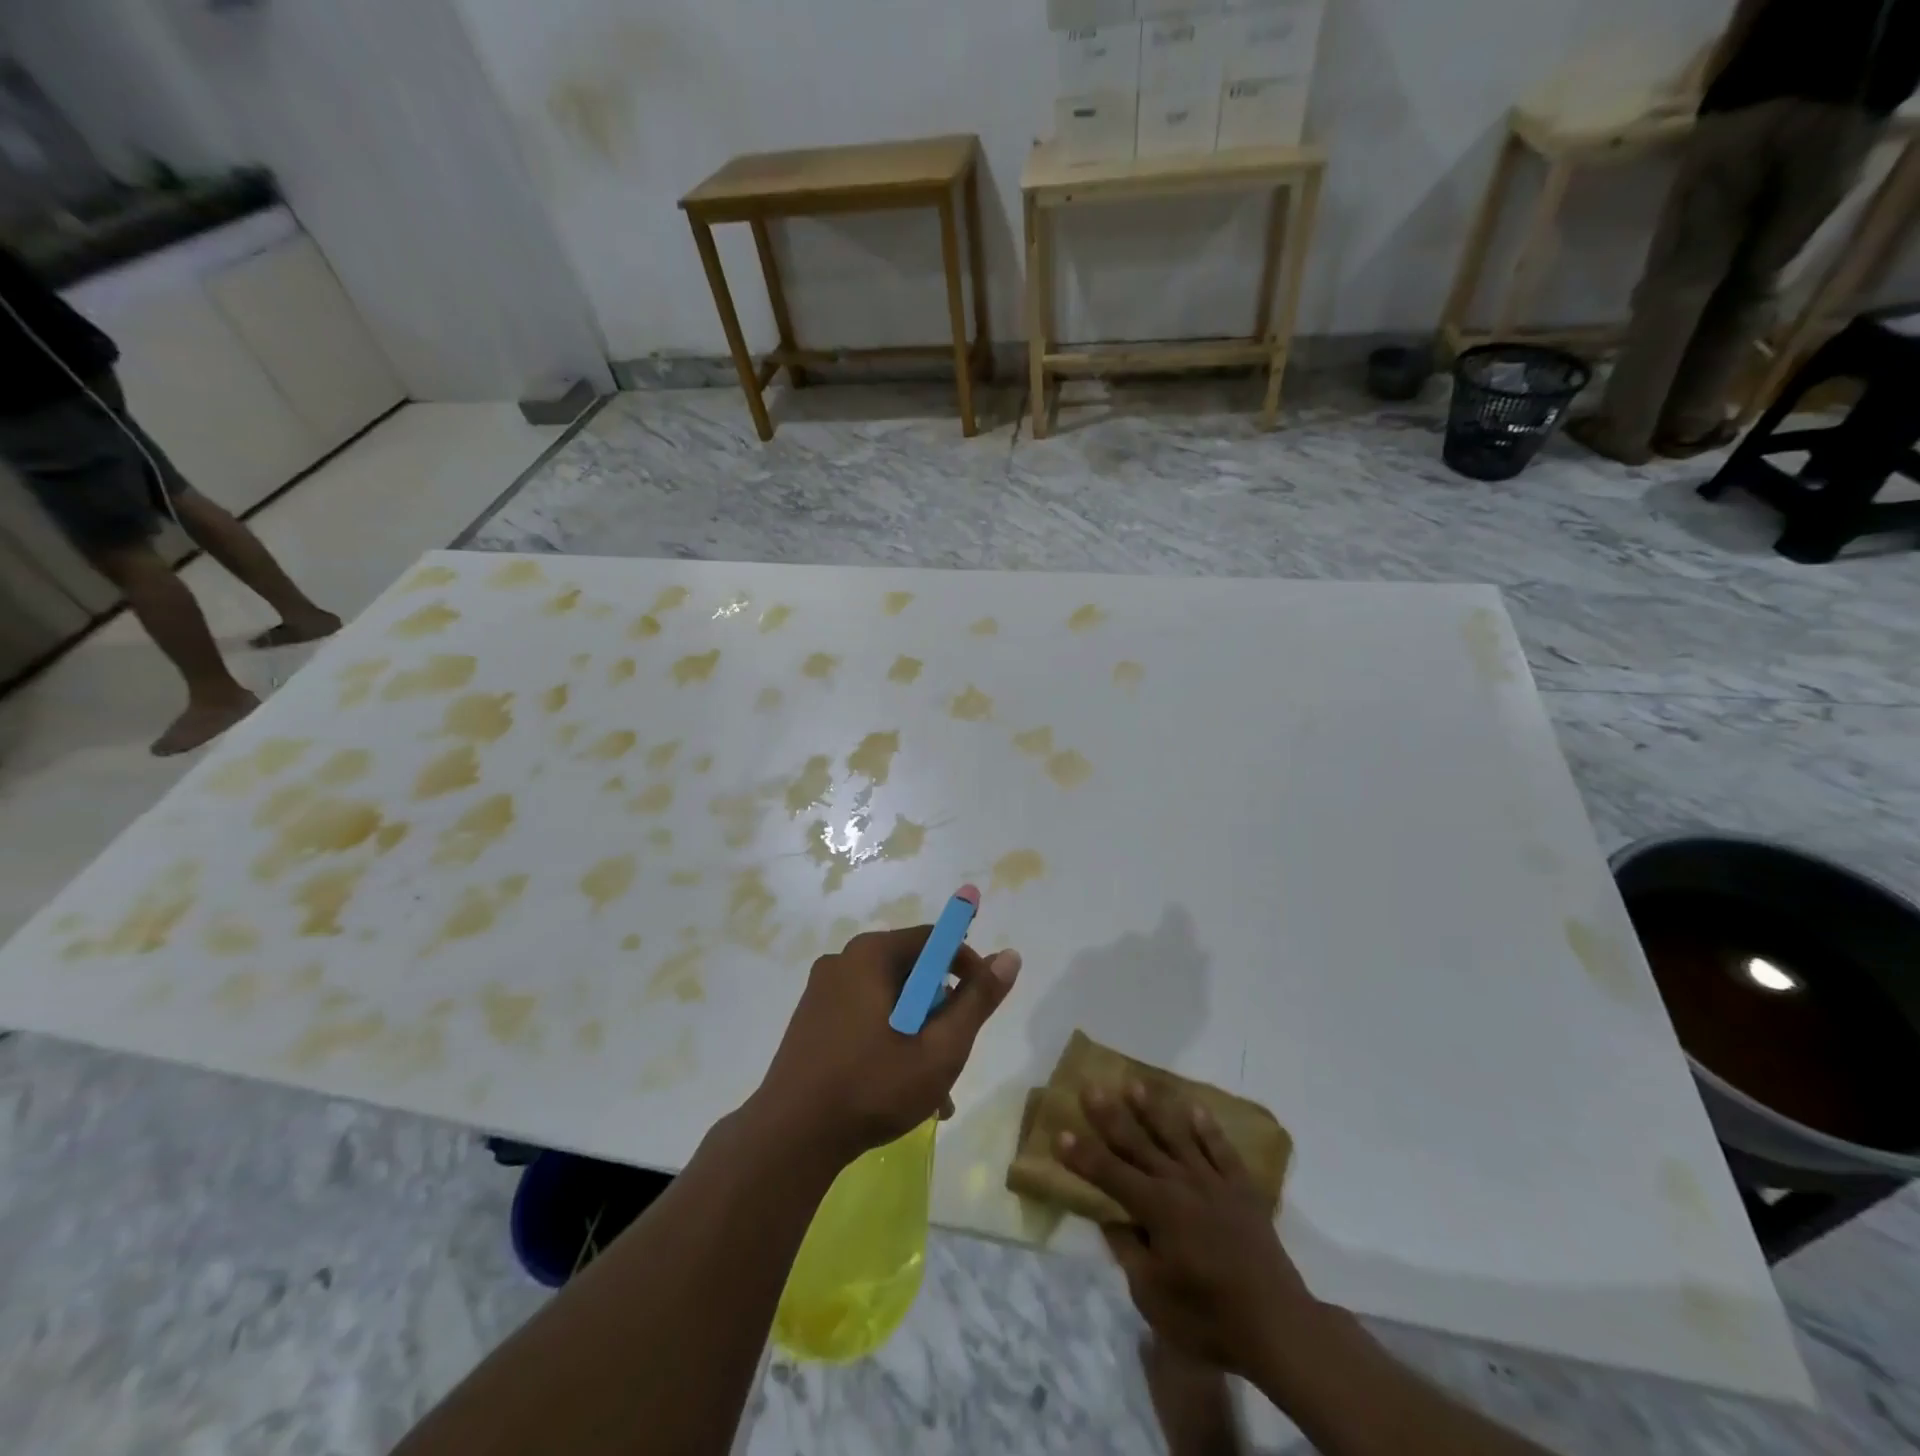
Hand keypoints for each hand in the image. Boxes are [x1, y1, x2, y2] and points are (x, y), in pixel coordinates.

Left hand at [753, 925, 1020, 1164]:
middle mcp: (844, 961)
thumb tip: (1010, 956)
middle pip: (912, 972)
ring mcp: (823, 992)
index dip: (967, 967)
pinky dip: (890, 1042)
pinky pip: (865, 1017)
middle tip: (956, 1056)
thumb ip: (977, 1001)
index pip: (934, 939)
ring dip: (919, 1035)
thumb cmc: (872, 1087)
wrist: (789, 1139)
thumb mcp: (940, 1048)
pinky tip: (904, 1090)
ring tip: (937, 1091)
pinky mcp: (812, 1020)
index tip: (982, 1006)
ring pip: (891, 1001)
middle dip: (941, 1012)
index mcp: (871, 955)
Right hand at [1061, 1083, 1318, 1379]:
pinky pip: (1221, 1150)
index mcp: (1156, 1209)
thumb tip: (1112, 1219)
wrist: (1278, 1324)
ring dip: (1153, 1110)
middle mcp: (1180, 1183)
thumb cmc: (1209, 1316)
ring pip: (1177, 1136)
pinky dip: (1208, 1128)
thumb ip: (1128, 1251)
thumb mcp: (1153, 1296)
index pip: (1109, 1174)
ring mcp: (1213, 1181)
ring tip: (1135, 1084)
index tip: (1060, 1132)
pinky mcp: (1241, 1188)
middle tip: (1091, 1087)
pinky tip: (1196, 1109)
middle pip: (1138, 1143)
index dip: (1083, 1155)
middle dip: (1111, 1116)